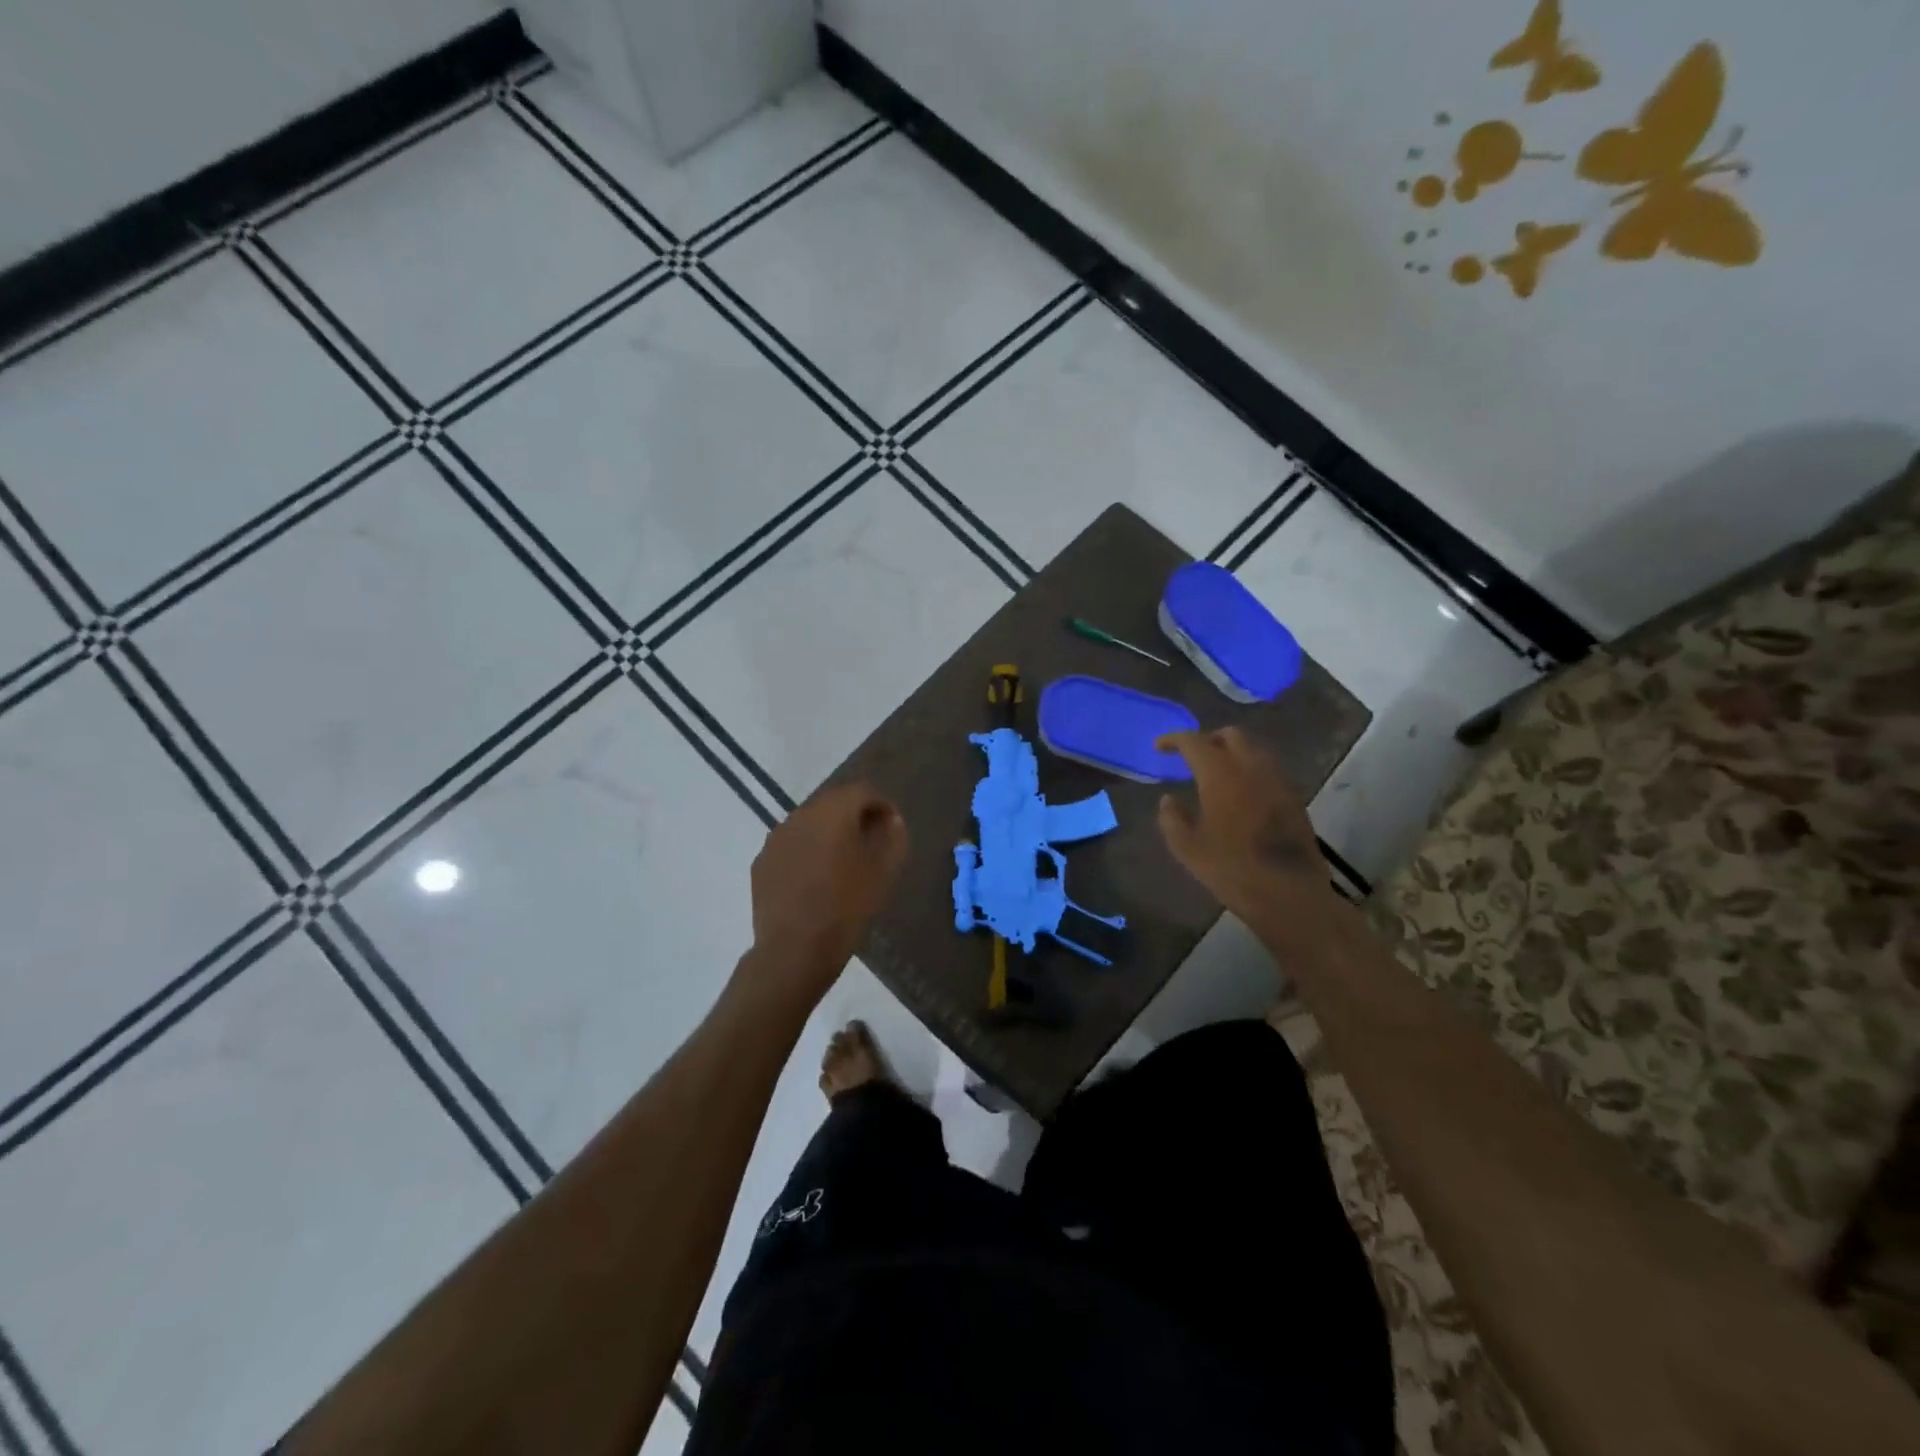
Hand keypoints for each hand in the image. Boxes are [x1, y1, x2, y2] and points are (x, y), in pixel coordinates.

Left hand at [744, 782, 907, 997]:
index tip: (892, 826)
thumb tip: (891, 820)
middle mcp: (800, 816)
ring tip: (843, 862)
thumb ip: (892, 837)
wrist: (794, 951)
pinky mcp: (761, 862)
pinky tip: (815, 879)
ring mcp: (775, 839)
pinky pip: (791, 845)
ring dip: (828, 833)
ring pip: (809, 823)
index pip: (862, 791)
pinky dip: (807, 851)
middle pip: (833, 802)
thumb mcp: (883, 873)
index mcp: (832, 812)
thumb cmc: (846, 909)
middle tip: (870, 842)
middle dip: (854, 816)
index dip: (882, 804)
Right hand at [1155, 729, 1335, 931]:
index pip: (1194, 741)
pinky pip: (1268, 769)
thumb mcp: (1187, 848)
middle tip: (1192, 758)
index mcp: (1221, 774)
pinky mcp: (1294, 797)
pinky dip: (1250, 770)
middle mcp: (1252, 767)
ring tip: (1216, 773)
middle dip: (1208, 740)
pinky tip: (1240, 792)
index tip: (1160, 747)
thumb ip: (1172, 818)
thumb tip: (1168, 800)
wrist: (1289, 893)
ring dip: (1232, 753)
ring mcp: (1278, 780)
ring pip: (1254, 750)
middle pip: (1231, 736)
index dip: (1174, 740)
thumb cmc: (1231, 869)